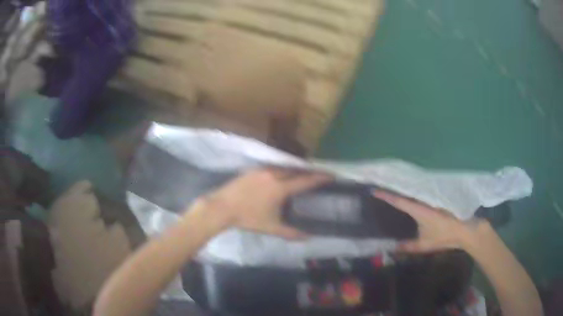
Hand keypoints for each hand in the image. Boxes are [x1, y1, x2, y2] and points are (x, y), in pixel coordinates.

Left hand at [201, 168, 330, 238]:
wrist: (222, 207)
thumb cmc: (248, 218)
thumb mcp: (271, 227)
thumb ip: (291, 232)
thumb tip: (308, 237)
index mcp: (281, 188)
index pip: (305, 180)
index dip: (320, 178)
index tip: (332, 176)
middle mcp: (274, 174)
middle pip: (297, 170)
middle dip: (309, 173)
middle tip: (319, 177)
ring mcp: (262, 170)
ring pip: (284, 167)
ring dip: (295, 171)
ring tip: (302, 177)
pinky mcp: (253, 169)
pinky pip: (273, 167)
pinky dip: (283, 171)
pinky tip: (282, 177)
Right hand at [374, 191, 486, 252]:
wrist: (464, 228)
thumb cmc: (444, 235)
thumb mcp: (424, 244)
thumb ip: (407, 247)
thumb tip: (391, 249)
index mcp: (418, 209)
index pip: (398, 200)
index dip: (385, 195)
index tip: (373, 190)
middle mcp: (422, 200)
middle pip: (403, 192)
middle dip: (390, 190)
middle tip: (377, 190)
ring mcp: (429, 199)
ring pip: (411, 193)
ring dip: (399, 193)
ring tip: (387, 195)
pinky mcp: (434, 201)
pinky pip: (417, 197)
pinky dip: (409, 197)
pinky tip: (405, 202)